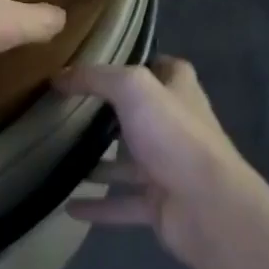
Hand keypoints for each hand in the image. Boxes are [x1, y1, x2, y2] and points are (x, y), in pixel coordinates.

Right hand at [56, 57, 268, 263]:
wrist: (208, 206)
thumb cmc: (174, 136)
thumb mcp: (133, 90)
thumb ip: (97, 78)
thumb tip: (60, 76)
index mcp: (180, 92)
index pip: (165, 68)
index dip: (142, 62)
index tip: (106, 63)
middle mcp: (178, 127)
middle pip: (144, 115)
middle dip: (113, 114)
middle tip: (72, 111)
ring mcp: (170, 168)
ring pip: (130, 163)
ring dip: (102, 163)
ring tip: (62, 158)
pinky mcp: (161, 204)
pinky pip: (124, 203)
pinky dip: (99, 206)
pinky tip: (69, 207)